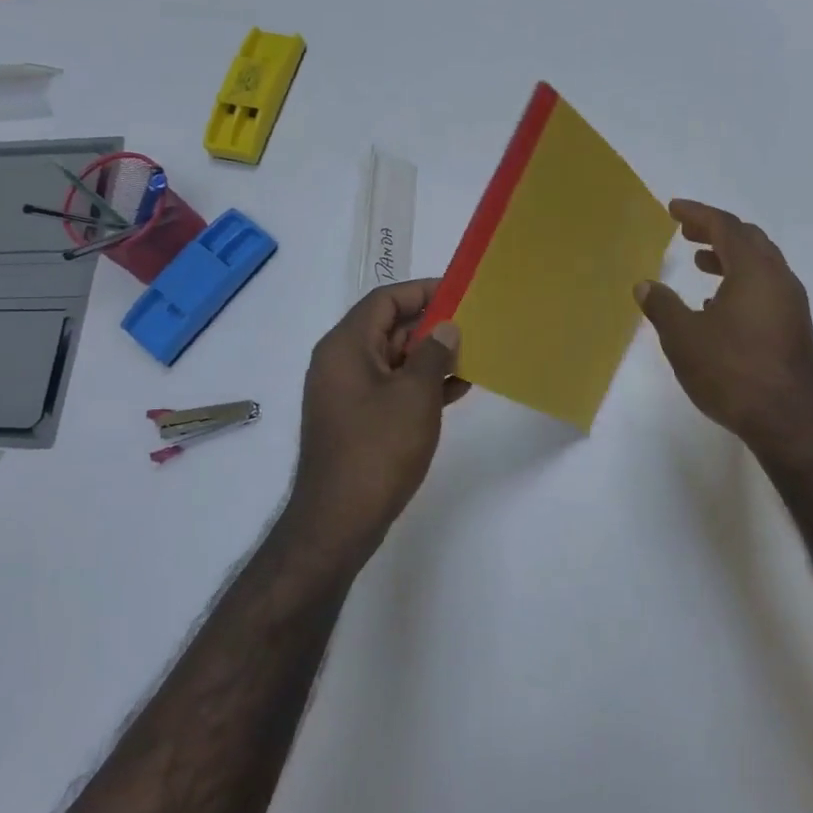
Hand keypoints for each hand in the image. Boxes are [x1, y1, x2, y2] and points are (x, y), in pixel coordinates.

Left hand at [288, 279, 467, 562]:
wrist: (338, 520)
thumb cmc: (377, 449)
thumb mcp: (415, 395)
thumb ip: (434, 354)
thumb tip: (445, 327)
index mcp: (345, 346)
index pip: (384, 300)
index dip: (422, 291)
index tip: (459, 293)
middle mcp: (340, 362)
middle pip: (387, 328)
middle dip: (430, 326)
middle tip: (474, 326)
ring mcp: (346, 393)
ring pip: (392, 360)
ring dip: (429, 357)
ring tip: (473, 356)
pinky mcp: (356, 420)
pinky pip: (390, 388)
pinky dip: (419, 385)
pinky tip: (456, 390)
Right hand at [635, 200, 812, 449]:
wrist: (788, 420)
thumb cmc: (731, 371)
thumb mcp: (683, 338)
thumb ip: (662, 306)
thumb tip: (645, 285)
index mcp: (754, 270)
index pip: (724, 226)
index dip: (697, 214)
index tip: (673, 209)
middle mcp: (778, 278)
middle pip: (748, 240)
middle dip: (715, 231)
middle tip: (686, 231)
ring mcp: (791, 303)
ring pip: (760, 264)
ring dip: (729, 257)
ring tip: (699, 263)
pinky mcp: (793, 327)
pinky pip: (765, 287)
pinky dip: (740, 281)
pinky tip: (717, 304)